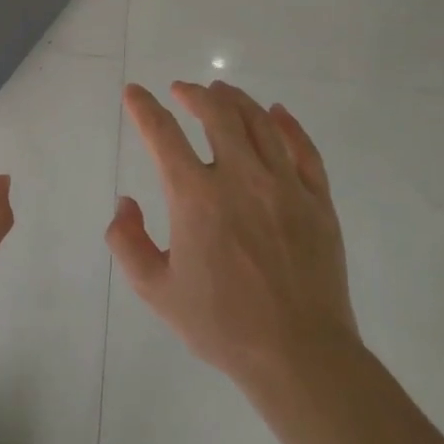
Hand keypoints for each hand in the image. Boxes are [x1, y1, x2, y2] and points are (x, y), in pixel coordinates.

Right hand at [106, 80, 356, 393]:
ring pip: (259, 122)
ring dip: (235, 100)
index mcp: (196, 197)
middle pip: (216, 114)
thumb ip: (127, 242)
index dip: (144, 108)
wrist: (299, 354)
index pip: (163, 134)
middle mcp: (240, 178)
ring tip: (222, 91)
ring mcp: (284, 185)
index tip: (134, 93)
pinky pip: (303, 149)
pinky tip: (277, 113)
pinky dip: (287, 124)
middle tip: (182, 90)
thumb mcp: (156, 290)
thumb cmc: (221, 325)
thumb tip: (126, 203)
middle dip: (194, 94)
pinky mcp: (317, 200)